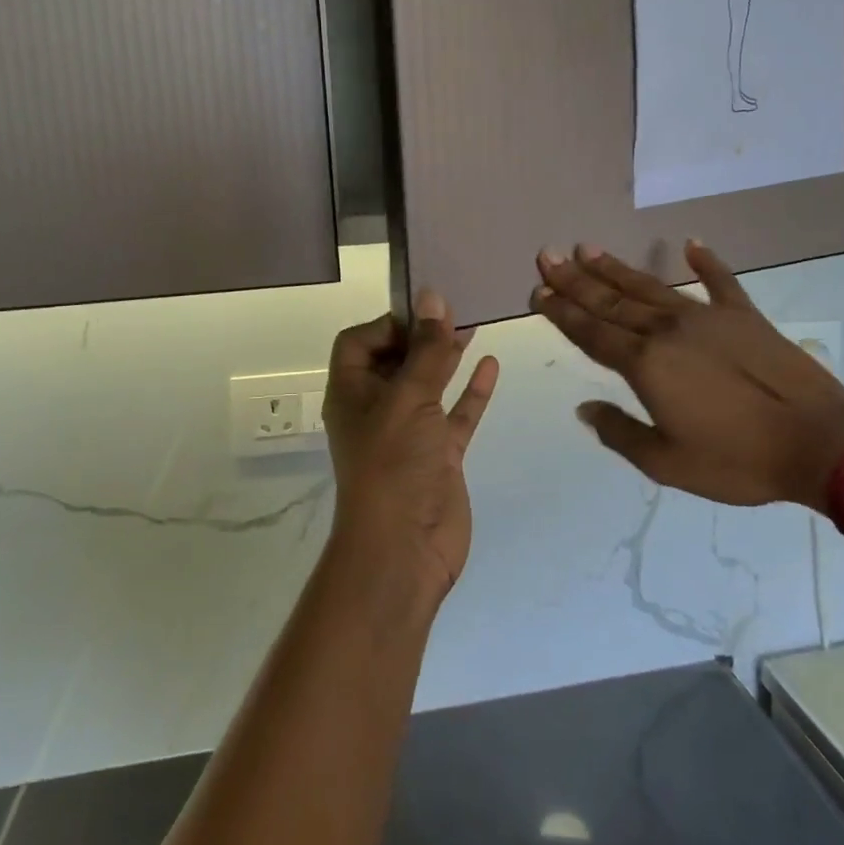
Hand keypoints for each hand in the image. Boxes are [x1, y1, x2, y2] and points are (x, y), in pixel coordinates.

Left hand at [322, 291, 499, 614]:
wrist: (405, 548)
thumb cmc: (393, 463)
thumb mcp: (409, 398)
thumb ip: (426, 350)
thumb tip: (432, 296)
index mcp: (353, 392)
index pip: (360, 342)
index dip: (388, 323)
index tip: (424, 313)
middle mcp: (378, 408)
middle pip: (397, 359)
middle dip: (422, 334)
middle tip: (455, 308)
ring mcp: (411, 432)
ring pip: (430, 384)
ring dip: (447, 357)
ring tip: (473, 326)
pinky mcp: (440, 454)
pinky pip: (456, 414)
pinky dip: (472, 391)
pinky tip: (491, 364)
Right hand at [530, 242, 843, 512]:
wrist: (818, 443)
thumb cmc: (737, 460)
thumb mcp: (667, 463)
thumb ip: (619, 432)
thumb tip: (584, 409)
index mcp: (646, 365)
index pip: (592, 332)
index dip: (562, 311)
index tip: (539, 289)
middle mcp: (668, 331)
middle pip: (612, 301)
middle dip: (576, 279)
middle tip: (550, 254)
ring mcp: (708, 318)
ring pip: (651, 287)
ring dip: (617, 268)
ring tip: (590, 248)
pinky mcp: (745, 316)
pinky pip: (720, 282)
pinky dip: (705, 261)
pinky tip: (690, 243)